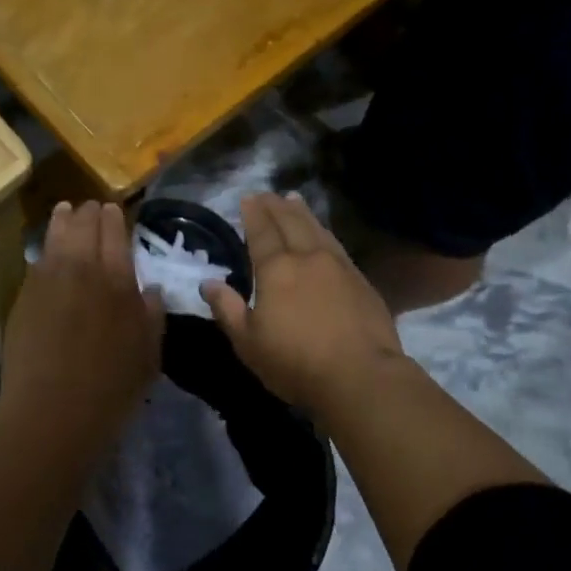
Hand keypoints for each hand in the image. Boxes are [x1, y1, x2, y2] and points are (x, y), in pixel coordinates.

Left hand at [0, 203, 162, 430]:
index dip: (114, 217)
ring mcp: (48, 279)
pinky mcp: (24, 296)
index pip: (115, 233)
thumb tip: (151, 289)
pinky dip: (46, 249)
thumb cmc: (111, 387)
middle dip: (89, 212)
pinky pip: (37, 261)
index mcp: (118, 279)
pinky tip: (48, 250)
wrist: (53, 411)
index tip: (112, 208)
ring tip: (65, 210)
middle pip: (84, 226)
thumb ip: (152, 315)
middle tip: (91, 207)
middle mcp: (82, 268)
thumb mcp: (149, 354)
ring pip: (56, 235)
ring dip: (63, 219)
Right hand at [204, 193, 405, 416]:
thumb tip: (208, 282)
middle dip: (276, 206)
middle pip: (290, 223)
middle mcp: (307, 257)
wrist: (361, 377)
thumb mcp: (248, 343)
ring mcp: (338, 266)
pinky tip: (323, 234)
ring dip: (302, 212)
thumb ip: (227, 309)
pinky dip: (324, 231)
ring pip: (316, 229)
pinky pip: (336, 244)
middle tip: (267, 193)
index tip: (248, 198)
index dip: (254, 214)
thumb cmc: (296, 363)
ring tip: (293, 199)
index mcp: (276, 269)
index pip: (262, 232)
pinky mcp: (361, 281)